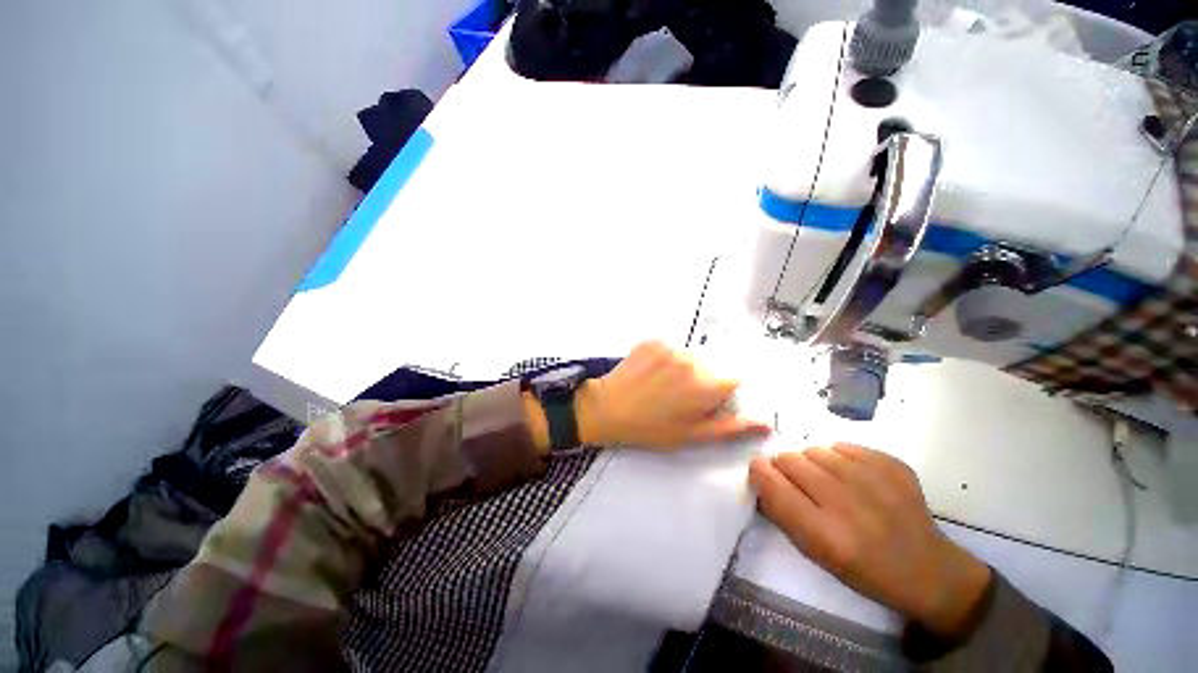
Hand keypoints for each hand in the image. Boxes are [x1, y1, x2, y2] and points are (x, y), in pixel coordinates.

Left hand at [575, 341, 769, 449]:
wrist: (608, 408)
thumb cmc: (652, 428)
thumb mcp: (693, 435)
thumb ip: (732, 426)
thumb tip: (767, 422)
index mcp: (707, 384)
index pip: (733, 379)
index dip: (722, 392)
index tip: (705, 402)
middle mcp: (693, 359)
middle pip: (712, 366)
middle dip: (703, 380)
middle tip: (679, 397)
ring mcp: (671, 347)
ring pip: (691, 356)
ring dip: (684, 368)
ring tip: (662, 385)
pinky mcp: (653, 340)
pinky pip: (670, 349)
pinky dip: (666, 359)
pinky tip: (651, 373)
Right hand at [749, 443, 991, 638]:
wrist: (928, 570)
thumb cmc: (864, 569)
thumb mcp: (815, 553)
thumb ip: (781, 512)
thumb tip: (761, 475)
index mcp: (824, 535)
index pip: (772, 484)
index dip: (760, 472)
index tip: (761, 472)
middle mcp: (846, 504)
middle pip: (789, 459)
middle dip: (785, 467)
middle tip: (799, 482)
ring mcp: (873, 481)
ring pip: (814, 449)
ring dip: (812, 462)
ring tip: (827, 480)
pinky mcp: (892, 465)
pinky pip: (843, 445)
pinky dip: (839, 457)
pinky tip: (852, 476)